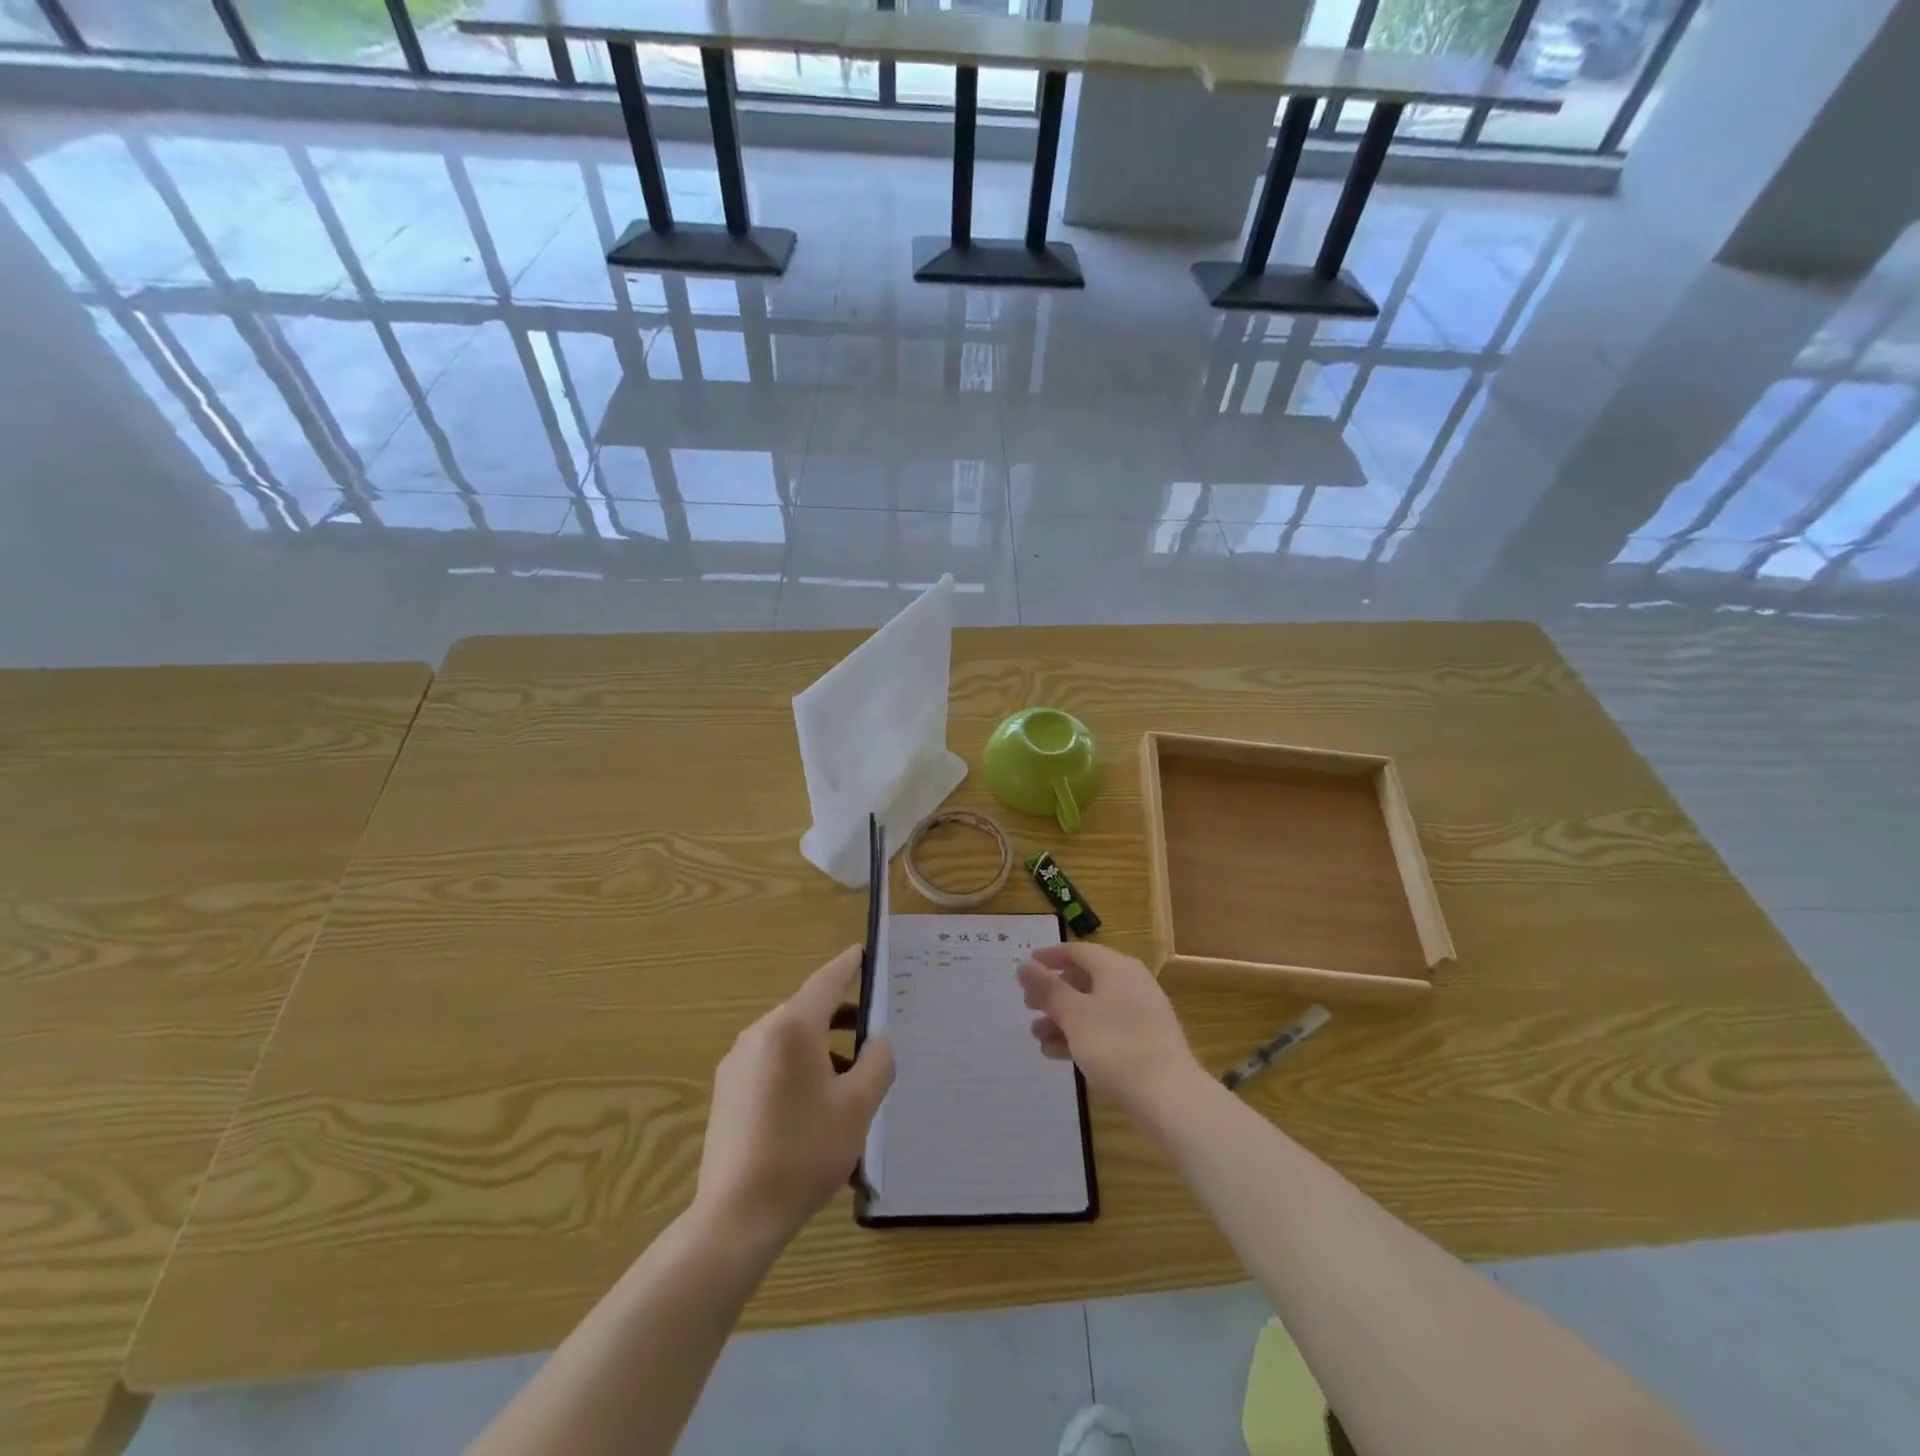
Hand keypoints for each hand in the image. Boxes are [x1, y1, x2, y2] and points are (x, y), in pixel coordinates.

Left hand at [695, 946, 893, 1254]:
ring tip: (852, 1083)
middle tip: (874, 1034)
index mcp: (792, 1028)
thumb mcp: (858, 1107)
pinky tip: (817, 1109)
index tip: (862, 953)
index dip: (848, 966)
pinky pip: (772, 1065)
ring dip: (822, 1051)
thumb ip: (877, 1063)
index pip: (826, 981)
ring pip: (790, 1042)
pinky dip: (799, 1071)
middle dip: (842, 1019)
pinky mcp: (727, 1092)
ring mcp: (737, 1063)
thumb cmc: (805, 1152)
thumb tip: (878, 1041)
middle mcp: (760, 1034)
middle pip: (808, 1013)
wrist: (737, 1216)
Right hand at [1016, 943, 1203, 1116]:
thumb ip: (1047, 988)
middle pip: (1084, 979)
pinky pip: (1105, 1028)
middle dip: (1053, 992)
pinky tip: (1058, 1053)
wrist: (1169, 1096)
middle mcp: (1130, 983)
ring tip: (1038, 1036)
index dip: (1049, 957)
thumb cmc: (1116, 1045)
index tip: (1025, 967)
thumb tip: (1025, 965)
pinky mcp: (1143, 1041)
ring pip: (1092, 1007)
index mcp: (1116, 968)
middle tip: (1028, 1006)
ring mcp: (1139, 1013)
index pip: (1078, 951)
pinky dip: (1080, 1035)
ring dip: (1062, 1018)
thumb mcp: (1073, 1015)